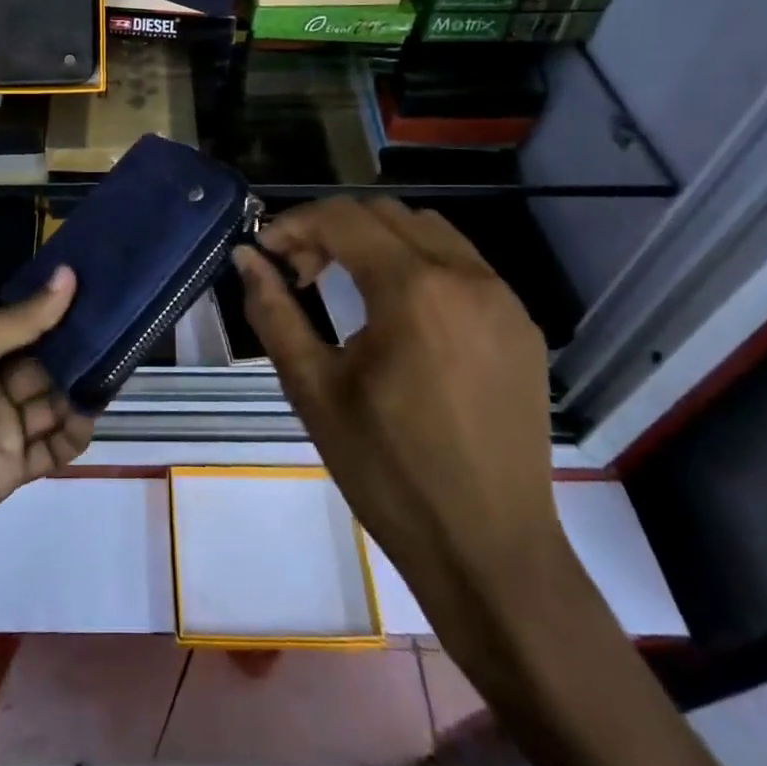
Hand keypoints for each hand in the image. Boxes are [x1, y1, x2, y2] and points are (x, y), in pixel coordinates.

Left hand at [0, 266, 93, 557]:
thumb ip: (19, 320)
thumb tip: (69, 276)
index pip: (24, 330)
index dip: (56, 315)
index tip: (96, 295)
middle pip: (43, 367)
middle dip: (76, 353)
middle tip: (118, 333)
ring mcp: (0, 430)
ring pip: (52, 405)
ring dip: (79, 390)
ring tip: (113, 370)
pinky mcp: (9, 470)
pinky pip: (51, 450)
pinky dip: (73, 435)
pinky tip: (90, 414)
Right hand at [231, 198, 565, 628]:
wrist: (490, 552)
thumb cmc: (388, 473)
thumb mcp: (313, 389)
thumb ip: (274, 311)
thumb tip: (246, 257)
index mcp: (414, 291)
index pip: (342, 219)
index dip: (294, 224)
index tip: (264, 251)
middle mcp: (466, 276)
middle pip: (384, 214)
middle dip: (331, 228)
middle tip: (297, 269)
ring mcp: (502, 298)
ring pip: (427, 229)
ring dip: (376, 238)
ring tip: (345, 281)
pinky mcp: (521, 324)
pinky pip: (462, 263)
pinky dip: (418, 261)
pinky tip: (397, 308)